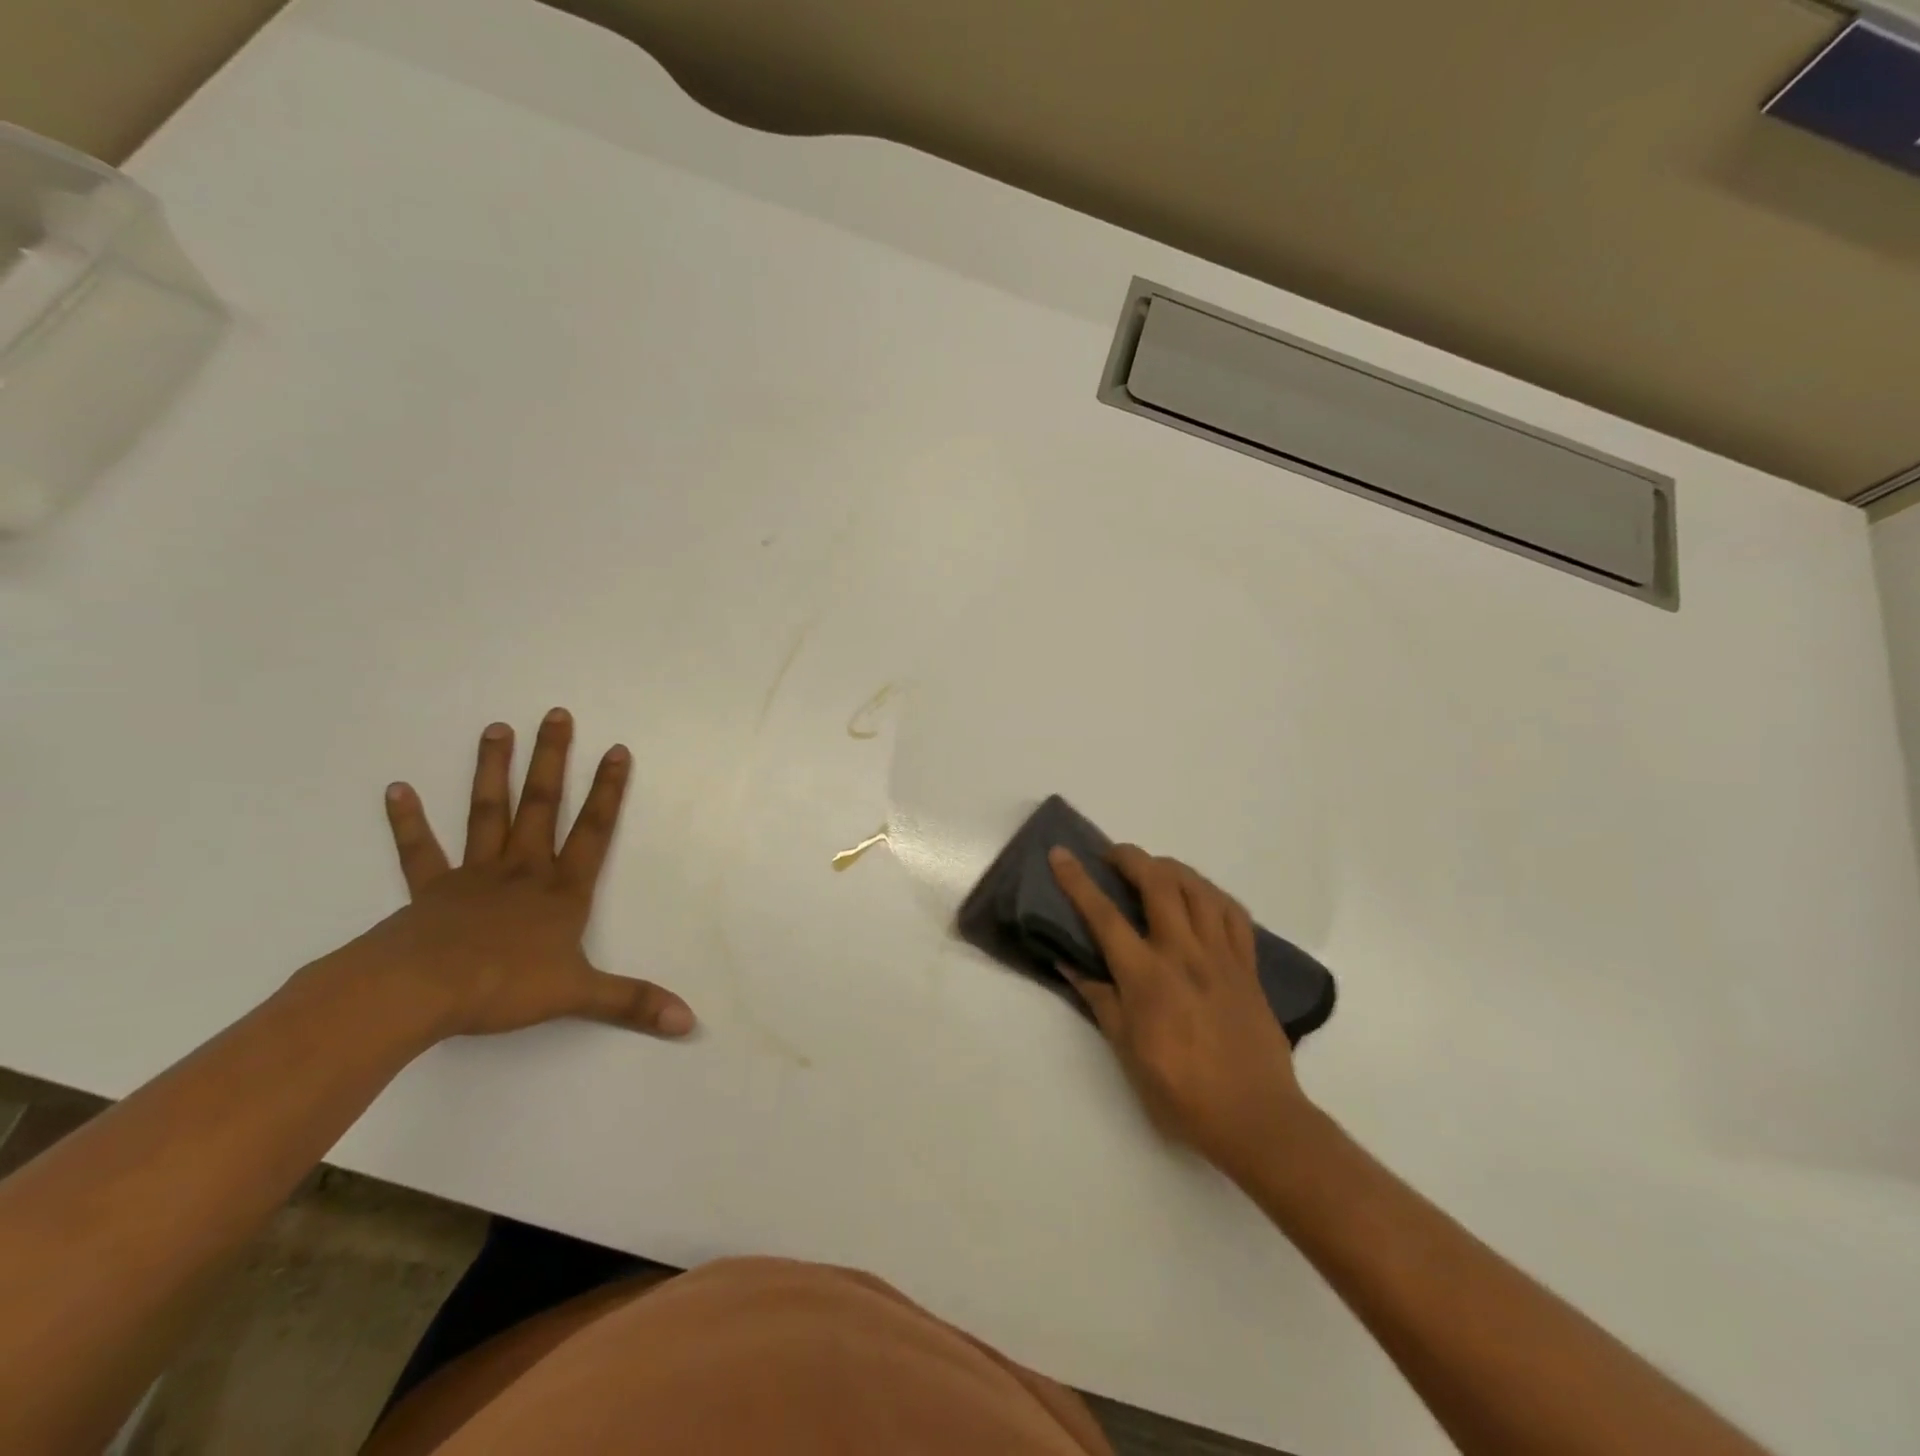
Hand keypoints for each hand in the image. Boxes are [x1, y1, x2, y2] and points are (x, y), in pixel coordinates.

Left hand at [337, 708, 694, 1041]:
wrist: (420, 992)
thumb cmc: (504, 986)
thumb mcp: (579, 995)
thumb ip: (633, 1002)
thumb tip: (689, 1022)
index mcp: (561, 890)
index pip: (594, 831)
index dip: (609, 791)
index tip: (617, 749)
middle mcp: (523, 870)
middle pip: (541, 805)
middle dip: (552, 760)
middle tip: (555, 714)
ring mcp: (475, 875)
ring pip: (487, 813)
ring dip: (492, 771)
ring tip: (496, 728)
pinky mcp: (430, 890)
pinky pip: (420, 851)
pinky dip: (408, 821)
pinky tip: (396, 789)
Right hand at [1049, 844, 1309, 1176]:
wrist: (1256, 1118)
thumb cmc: (1182, 1093)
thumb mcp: (1127, 1053)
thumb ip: (1100, 1001)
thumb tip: (1069, 965)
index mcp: (1147, 977)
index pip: (1104, 916)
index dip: (1077, 881)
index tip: (1060, 854)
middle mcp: (1184, 954)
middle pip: (1158, 883)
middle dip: (1131, 858)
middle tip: (1113, 856)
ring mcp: (1221, 956)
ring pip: (1198, 889)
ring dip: (1171, 868)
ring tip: (1154, 869)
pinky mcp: (1248, 966)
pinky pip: (1233, 913)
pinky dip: (1212, 894)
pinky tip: (1201, 896)